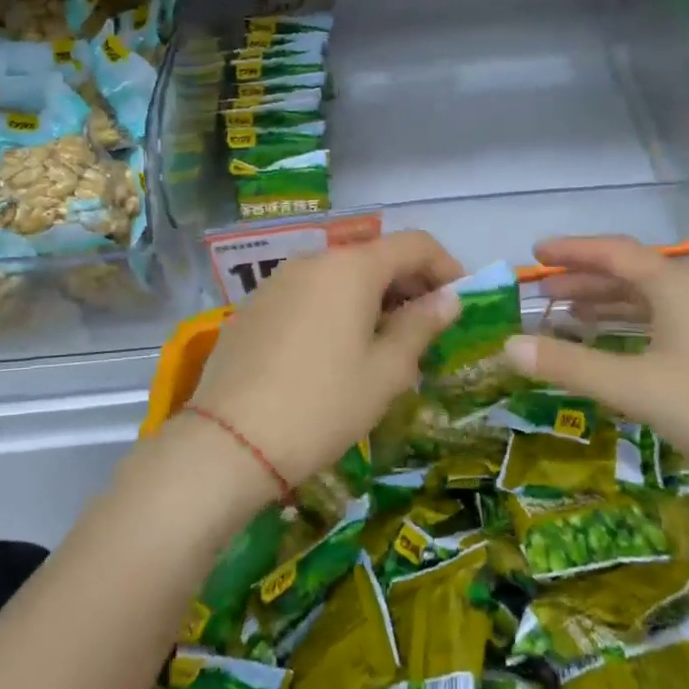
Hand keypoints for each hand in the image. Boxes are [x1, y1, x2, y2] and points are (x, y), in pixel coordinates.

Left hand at [183, 230, 463, 489]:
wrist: (229, 443)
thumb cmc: (323, 405)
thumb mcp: (386, 371)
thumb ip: (421, 325)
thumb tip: (449, 299)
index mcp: (352, 268)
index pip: (414, 244)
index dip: (446, 266)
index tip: (459, 301)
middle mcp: (313, 261)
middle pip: (375, 256)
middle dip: (409, 284)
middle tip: (427, 328)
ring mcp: (277, 282)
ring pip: (340, 276)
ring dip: (372, 298)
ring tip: (384, 344)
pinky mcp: (253, 307)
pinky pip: (309, 295)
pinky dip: (336, 309)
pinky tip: (336, 351)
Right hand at [503, 236, 688, 508]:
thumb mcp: (636, 387)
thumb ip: (570, 364)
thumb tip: (507, 345)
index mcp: (676, 285)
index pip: (614, 253)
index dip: (572, 250)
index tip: (534, 253)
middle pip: (630, 274)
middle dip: (583, 280)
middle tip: (541, 292)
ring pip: (648, 301)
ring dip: (606, 305)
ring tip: (565, 316)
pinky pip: (663, 323)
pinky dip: (629, 327)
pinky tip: (613, 346)